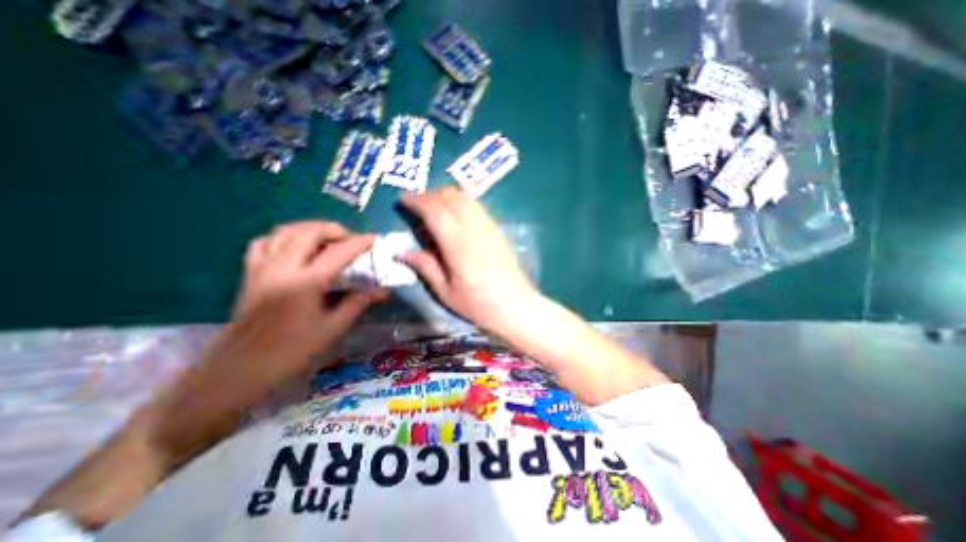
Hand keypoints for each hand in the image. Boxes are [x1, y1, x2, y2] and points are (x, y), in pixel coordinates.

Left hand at [211, 220, 386, 405]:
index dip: (358, 243)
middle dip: (334, 230)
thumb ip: (357, 303)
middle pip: (309, 233)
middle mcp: (281, 268)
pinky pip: (264, 243)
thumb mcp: (332, 329)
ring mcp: (262, 268)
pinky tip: (295, 246)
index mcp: (305, 283)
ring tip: (327, 238)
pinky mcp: (249, 274)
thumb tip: (381, 290)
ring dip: (310, 228)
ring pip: (285, 232)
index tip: (373, 239)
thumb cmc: (291, 352)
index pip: (337, 253)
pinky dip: (283, 237)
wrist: (238, 371)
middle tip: (351, 239)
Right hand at [396, 189, 539, 335]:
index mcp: (457, 243)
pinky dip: (462, 203)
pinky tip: (456, 217)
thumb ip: (425, 267)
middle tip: (417, 206)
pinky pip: (477, 207)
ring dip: (447, 196)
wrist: (516, 306)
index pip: (434, 210)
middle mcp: (474, 228)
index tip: (403, 199)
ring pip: (466, 198)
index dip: (416, 200)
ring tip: (435, 209)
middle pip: (451, 197)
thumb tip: (401, 253)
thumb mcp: (445, 291)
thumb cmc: (478, 304)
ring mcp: (489, 226)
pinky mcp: (498, 230)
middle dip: (430, 195)